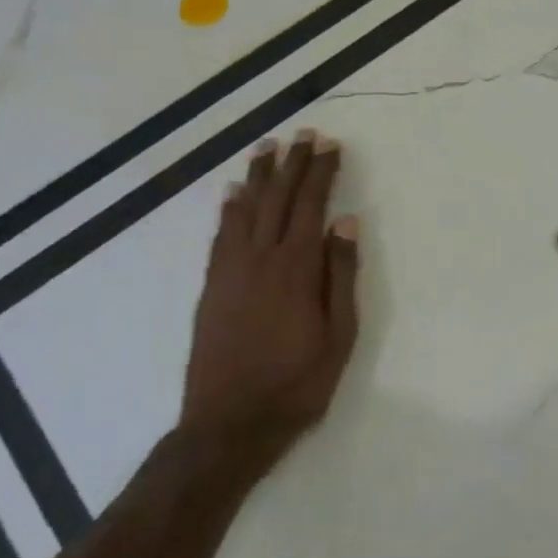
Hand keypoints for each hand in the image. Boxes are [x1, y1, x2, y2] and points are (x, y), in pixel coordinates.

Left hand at [181, 129, 359, 473]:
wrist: (230, 423)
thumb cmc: (297, 383)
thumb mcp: (339, 335)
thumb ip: (341, 275)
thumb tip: (346, 222)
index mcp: (296, 269)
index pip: (310, 206)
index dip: (321, 172)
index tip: (330, 144)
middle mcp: (260, 259)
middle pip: (278, 199)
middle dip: (293, 164)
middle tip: (302, 133)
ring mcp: (230, 271)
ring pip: (245, 210)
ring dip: (259, 176)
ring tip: (267, 147)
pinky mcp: (211, 287)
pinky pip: (220, 236)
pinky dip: (229, 209)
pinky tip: (234, 194)